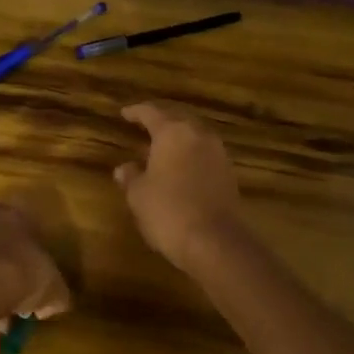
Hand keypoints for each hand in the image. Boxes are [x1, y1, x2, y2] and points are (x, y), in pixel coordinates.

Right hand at [114, 102, 243, 269]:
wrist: (215, 241)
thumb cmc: (168, 211)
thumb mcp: (139, 195)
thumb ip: (131, 176)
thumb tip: (124, 168)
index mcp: (173, 132)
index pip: (151, 112)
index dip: (136, 112)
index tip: (124, 113)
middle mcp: (198, 134)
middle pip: (178, 117)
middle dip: (161, 119)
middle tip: (144, 124)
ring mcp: (218, 153)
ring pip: (194, 134)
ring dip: (178, 137)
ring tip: (160, 147)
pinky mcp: (228, 172)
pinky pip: (205, 152)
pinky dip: (190, 153)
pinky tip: (180, 166)